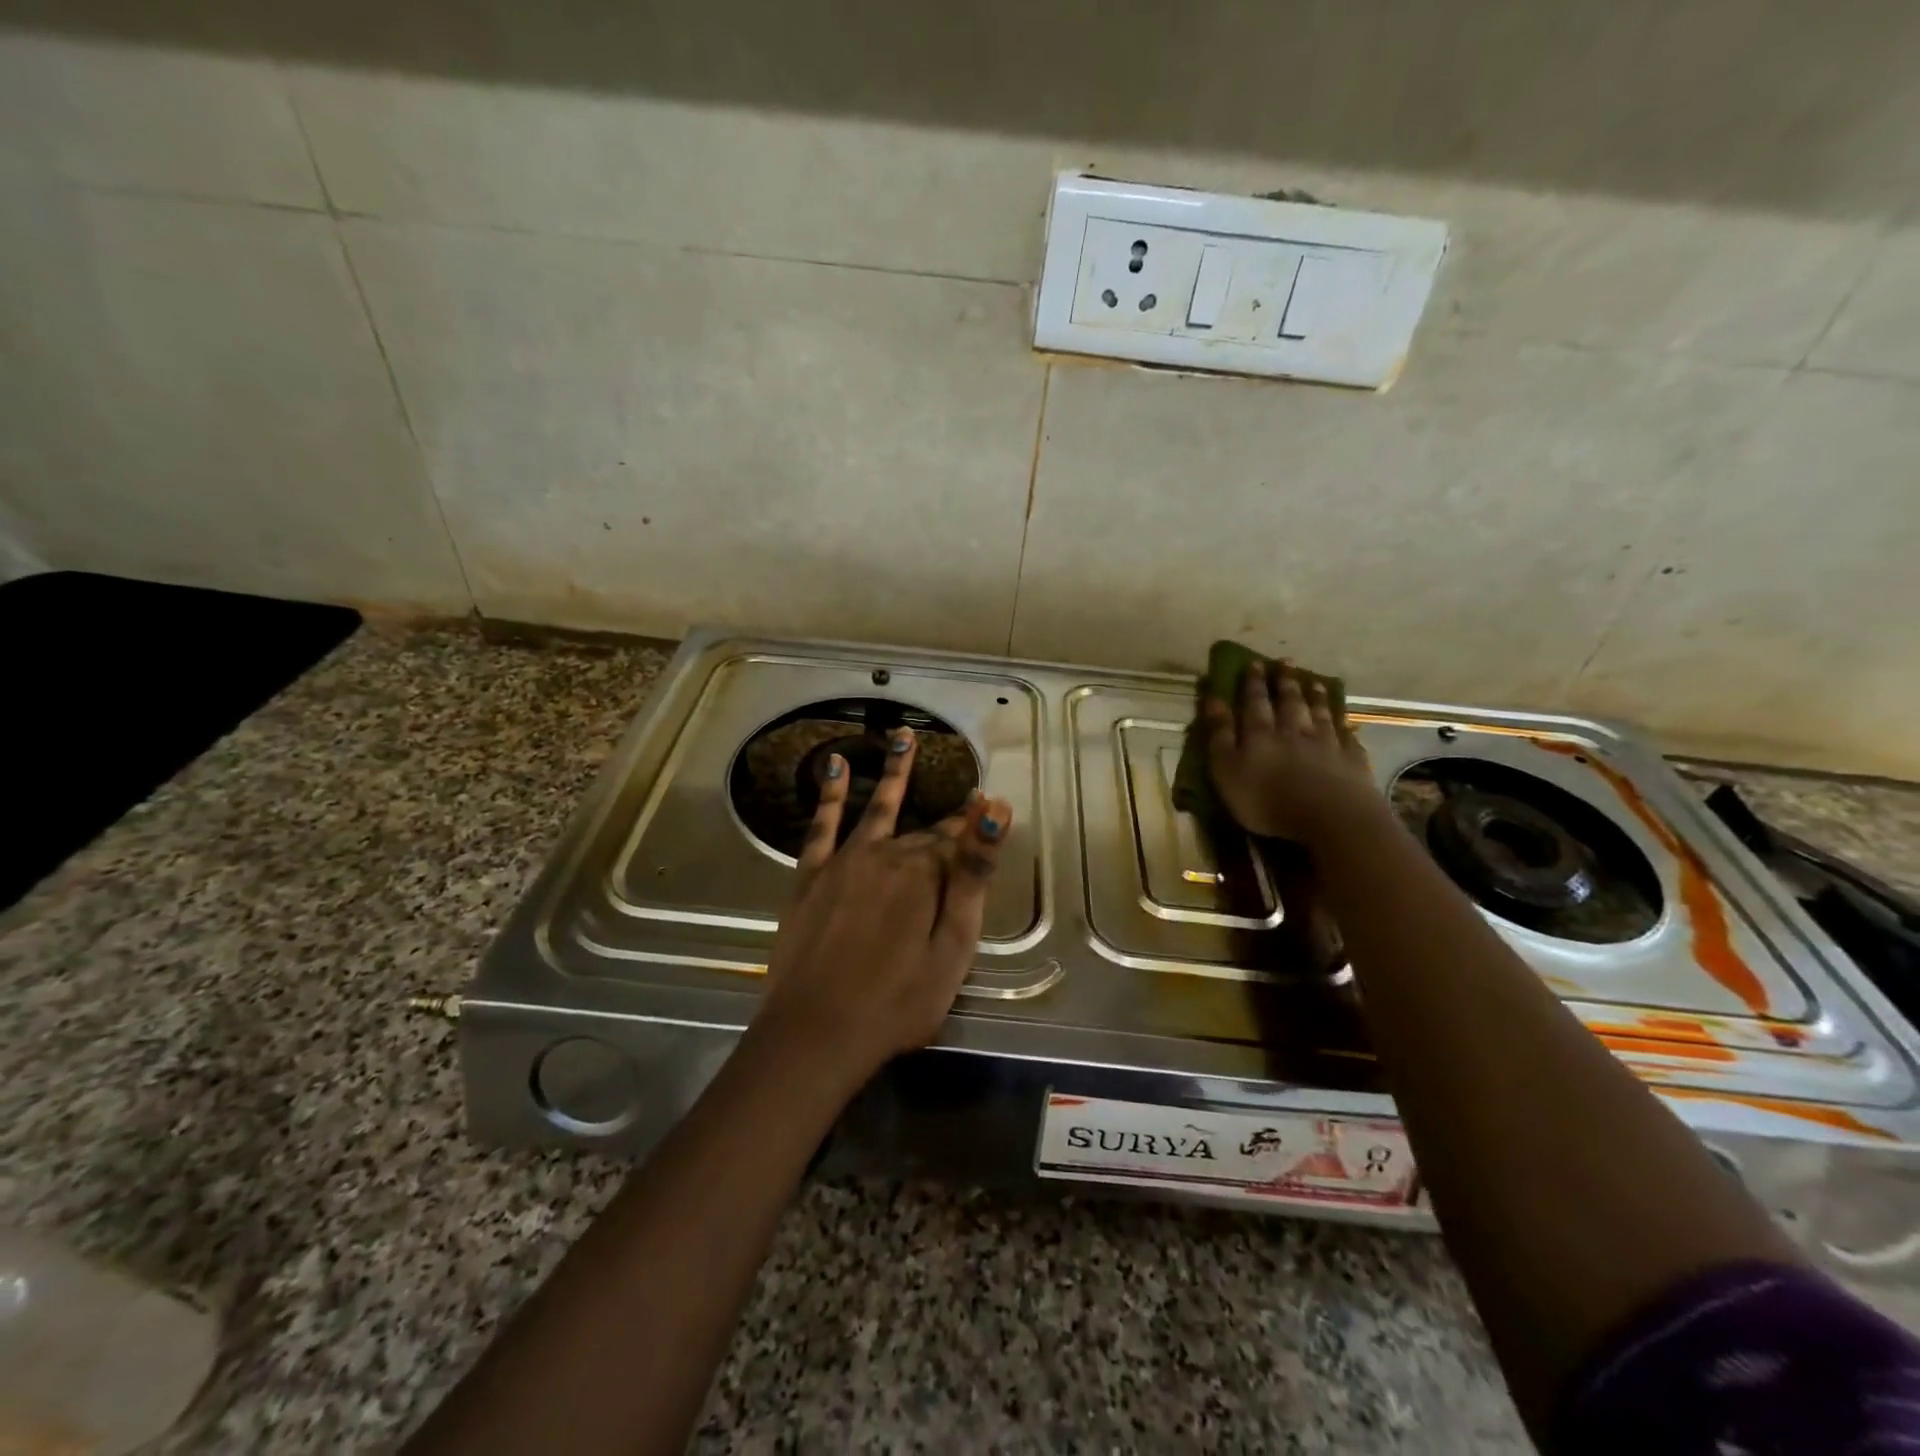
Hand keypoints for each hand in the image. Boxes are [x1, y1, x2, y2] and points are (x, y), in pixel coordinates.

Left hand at [755, 728, 1013, 1086]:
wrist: (817, 1032)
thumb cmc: (898, 1000)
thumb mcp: (952, 945)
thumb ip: (972, 875)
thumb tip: (994, 810)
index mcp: (925, 874)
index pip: (957, 843)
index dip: (974, 830)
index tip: (988, 808)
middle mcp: (885, 854)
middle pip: (922, 833)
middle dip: (944, 820)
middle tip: (964, 795)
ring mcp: (844, 862)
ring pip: (876, 807)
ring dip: (893, 771)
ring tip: (902, 736)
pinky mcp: (810, 876)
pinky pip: (822, 824)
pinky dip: (830, 794)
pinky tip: (835, 766)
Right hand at [1202, 659, 1376, 842]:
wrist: (1330, 817)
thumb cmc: (1267, 799)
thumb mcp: (1227, 770)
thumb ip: (1220, 736)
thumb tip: (1213, 701)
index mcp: (1261, 734)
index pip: (1255, 702)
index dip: (1253, 683)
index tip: (1254, 663)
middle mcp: (1294, 731)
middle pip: (1289, 702)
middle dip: (1285, 682)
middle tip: (1285, 663)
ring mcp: (1326, 744)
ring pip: (1319, 714)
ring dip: (1315, 697)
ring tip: (1314, 682)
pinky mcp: (1351, 761)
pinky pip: (1346, 737)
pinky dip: (1343, 726)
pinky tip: (1345, 723)